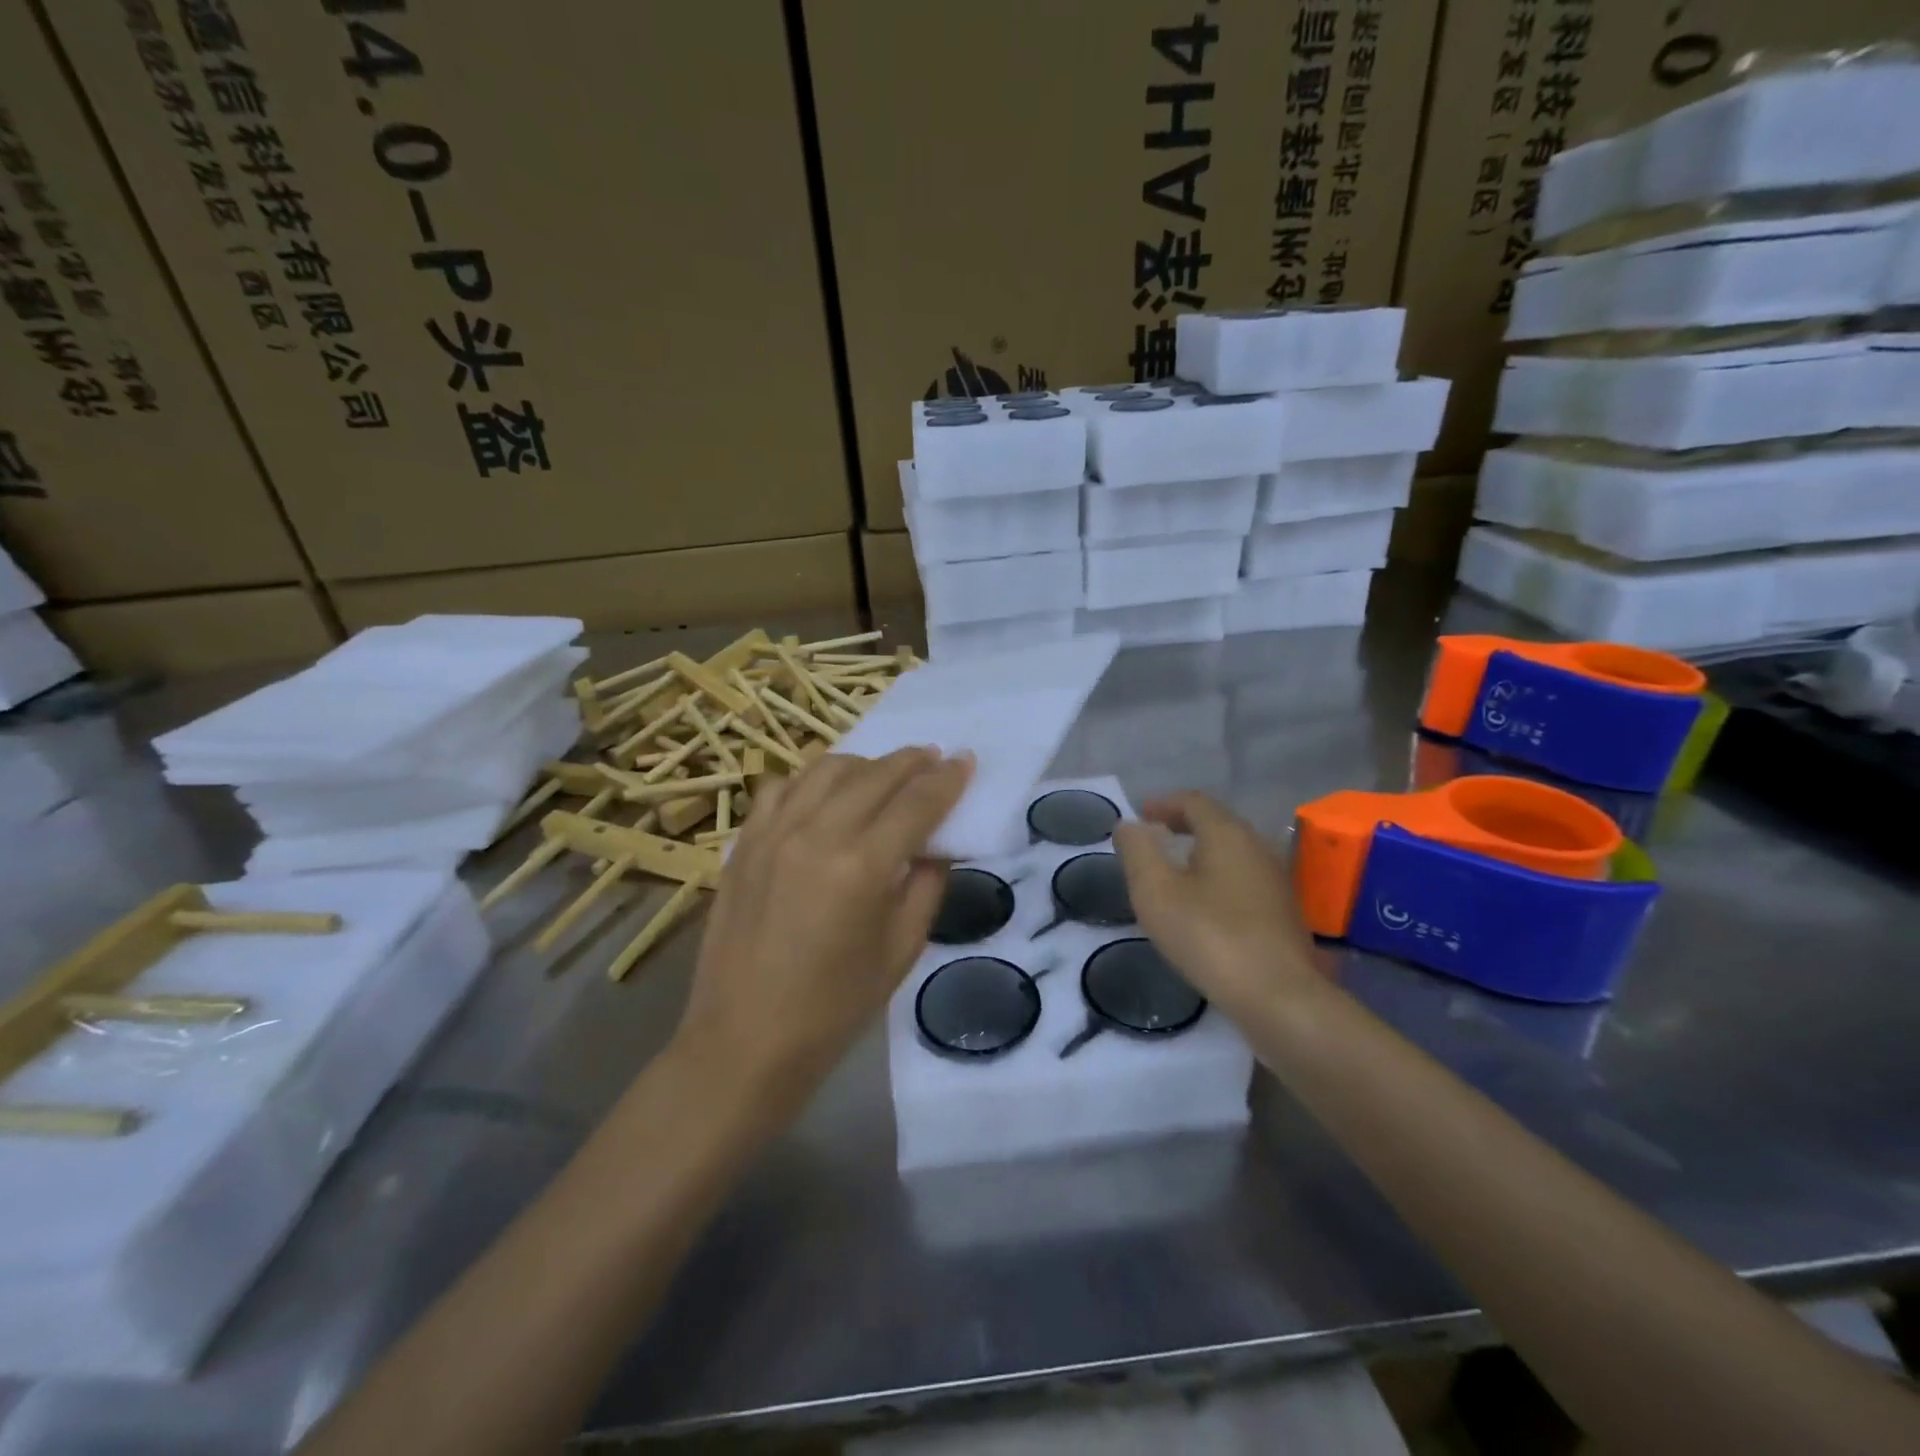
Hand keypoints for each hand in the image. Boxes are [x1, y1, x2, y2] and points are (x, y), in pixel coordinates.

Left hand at [674, 747, 971, 1097]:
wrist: (744, 1040)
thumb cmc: (834, 1008)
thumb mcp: (901, 950)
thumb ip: (926, 886)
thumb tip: (936, 844)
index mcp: (861, 867)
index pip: (916, 803)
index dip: (947, 779)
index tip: (966, 761)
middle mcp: (815, 835)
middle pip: (875, 775)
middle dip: (912, 761)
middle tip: (935, 758)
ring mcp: (772, 833)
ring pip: (826, 769)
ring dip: (865, 763)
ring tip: (885, 771)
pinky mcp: (743, 842)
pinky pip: (781, 786)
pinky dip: (812, 779)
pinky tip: (827, 792)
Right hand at [1113, 792, 1318, 1019]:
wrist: (1279, 997)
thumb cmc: (1210, 936)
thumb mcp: (1156, 892)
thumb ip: (1138, 851)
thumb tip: (1129, 825)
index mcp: (1227, 833)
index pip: (1194, 801)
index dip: (1163, 804)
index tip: (1139, 815)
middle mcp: (1257, 847)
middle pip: (1216, 823)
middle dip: (1182, 825)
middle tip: (1152, 839)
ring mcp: (1275, 880)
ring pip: (1232, 852)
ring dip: (1200, 853)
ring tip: (1172, 872)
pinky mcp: (1283, 912)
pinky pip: (1242, 878)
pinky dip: (1216, 877)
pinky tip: (1202, 905)